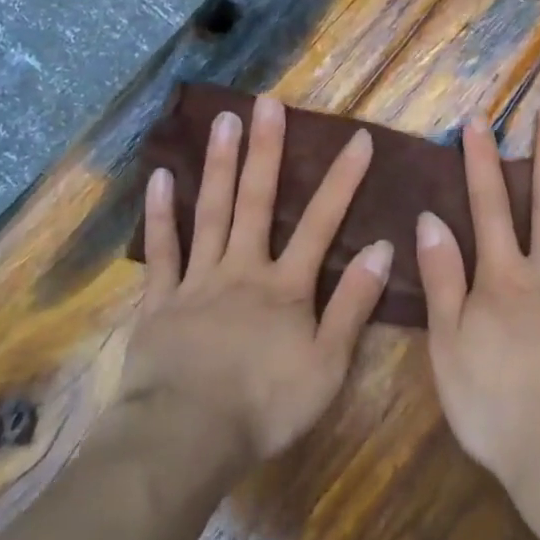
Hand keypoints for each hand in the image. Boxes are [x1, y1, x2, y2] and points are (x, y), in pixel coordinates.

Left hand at [118, 94, 393, 463]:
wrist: (186, 437)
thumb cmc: (264, 405)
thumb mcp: (327, 365)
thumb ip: (353, 305)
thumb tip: (380, 248)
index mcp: (285, 287)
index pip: (321, 223)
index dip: (342, 180)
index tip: (357, 138)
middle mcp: (242, 269)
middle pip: (257, 201)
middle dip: (266, 150)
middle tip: (267, 102)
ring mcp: (198, 280)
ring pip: (211, 212)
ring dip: (219, 165)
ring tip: (223, 120)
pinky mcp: (160, 300)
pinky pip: (162, 250)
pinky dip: (160, 214)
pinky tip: (160, 176)